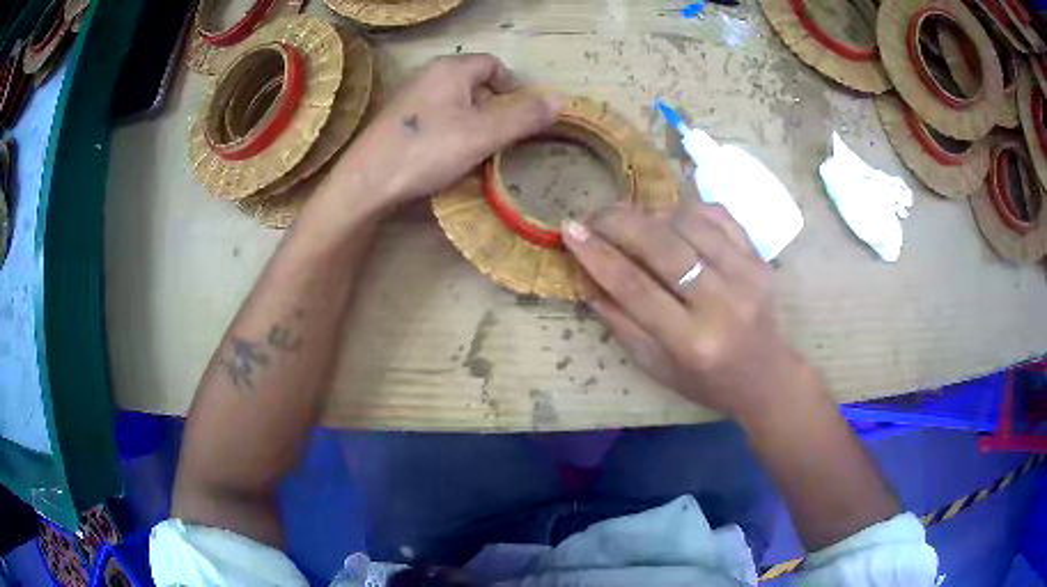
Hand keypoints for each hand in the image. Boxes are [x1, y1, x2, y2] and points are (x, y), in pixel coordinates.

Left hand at [331, 54, 558, 209]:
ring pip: (456, 104)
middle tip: (497, 141)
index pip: (494, 65)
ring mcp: (410, 98)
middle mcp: (429, 75)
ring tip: (473, 154)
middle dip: (493, 110)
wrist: (365, 183)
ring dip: (472, 125)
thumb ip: (523, 116)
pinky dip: (449, 133)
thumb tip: (559, 99)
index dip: (513, 89)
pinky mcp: (397, 121)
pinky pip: (436, 119)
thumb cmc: (426, 151)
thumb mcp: (483, 134)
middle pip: (476, 85)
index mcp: (451, 69)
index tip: (518, 120)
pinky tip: (444, 158)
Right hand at [562, 201, 814, 421]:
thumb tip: (586, 278)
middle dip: (619, 222)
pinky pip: (719, 216)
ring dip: (651, 213)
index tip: (570, 231)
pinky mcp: (760, 259)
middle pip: (662, 246)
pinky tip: (669, 217)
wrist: (766, 376)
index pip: (635, 287)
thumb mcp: (655, 367)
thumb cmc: (706, 381)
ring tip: (630, 219)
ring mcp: (747, 276)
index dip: (598, 255)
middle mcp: (722, 304)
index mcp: (691, 342)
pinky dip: (687, 209)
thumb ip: (620, 323)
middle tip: (593, 215)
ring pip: (690, 222)